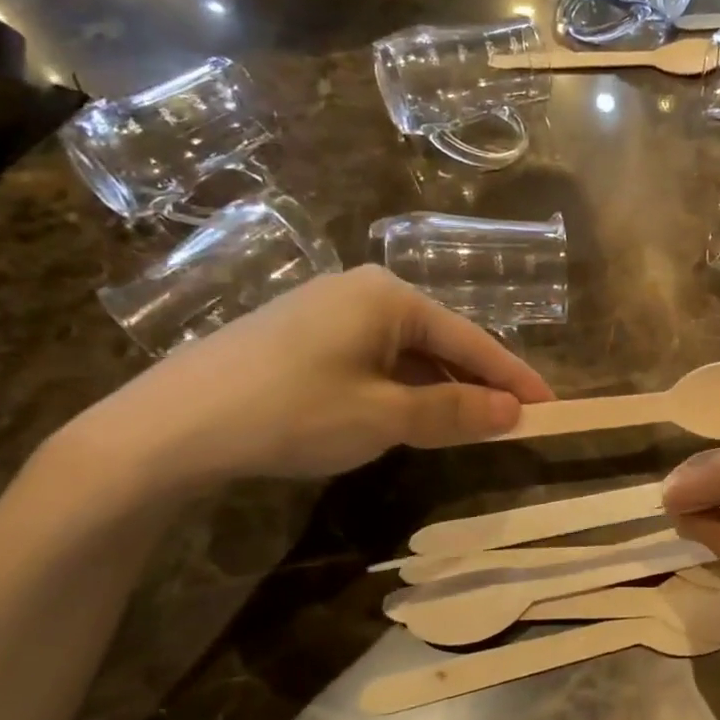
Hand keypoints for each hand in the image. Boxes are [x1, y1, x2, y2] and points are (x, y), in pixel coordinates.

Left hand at [71, 266, 552, 489]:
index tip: (549, 405)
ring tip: (466, 427)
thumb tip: (513, 412)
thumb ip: (453, 413)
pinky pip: (371, 362)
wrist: (169, 427)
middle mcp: (361, 292)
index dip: (512, 376)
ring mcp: (325, 312)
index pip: (470, 339)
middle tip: (511, 422)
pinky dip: (398, 391)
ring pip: (404, 355)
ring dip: (436, 391)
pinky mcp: (298, 338)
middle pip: (439, 343)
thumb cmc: (292, 411)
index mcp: (389, 297)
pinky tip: (403, 418)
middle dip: (475, 385)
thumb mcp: (384, 417)